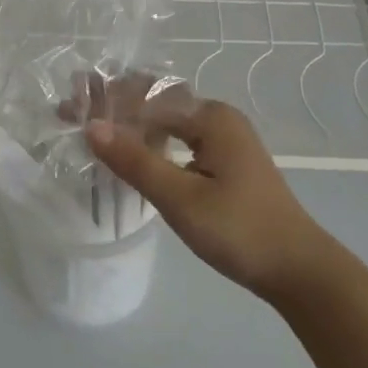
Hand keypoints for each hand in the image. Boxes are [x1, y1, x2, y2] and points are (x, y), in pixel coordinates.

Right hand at [76, 77, 334, 303]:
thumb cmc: (240, 230)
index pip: (145, 97)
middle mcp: (218, 117)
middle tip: (73, 117)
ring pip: (166, 121)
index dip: (104, 103)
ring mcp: (224, 139)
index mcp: (210, 117)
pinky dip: (150, 143)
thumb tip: (90, 127)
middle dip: (113, 107)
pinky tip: (130, 156)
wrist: (299, 270)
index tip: (68, 111)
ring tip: (92, 134)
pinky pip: (179, 139)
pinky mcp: (225, 161)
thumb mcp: (180, 198)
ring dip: (130, 125)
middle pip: (155, 102)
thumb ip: (135, 161)